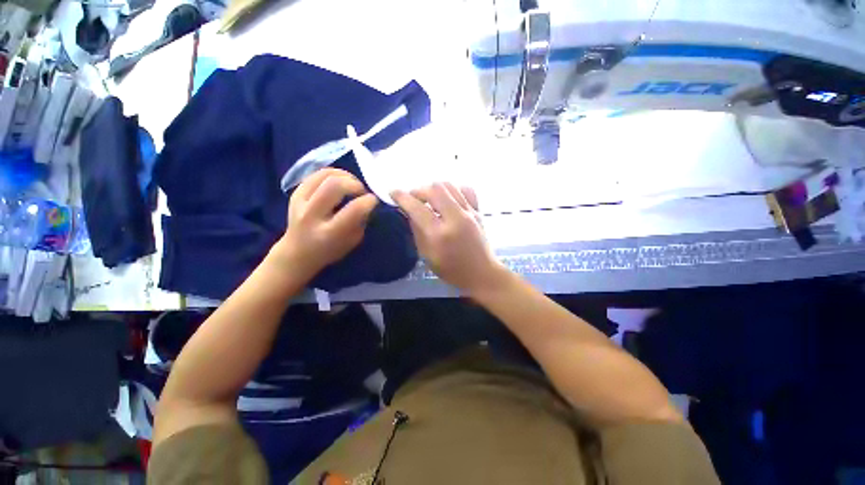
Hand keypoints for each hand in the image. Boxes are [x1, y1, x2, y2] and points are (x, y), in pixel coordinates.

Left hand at [273, 169, 377, 277]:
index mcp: (329, 233)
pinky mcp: (295, 193)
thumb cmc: (330, 250)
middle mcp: (312, 215)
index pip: (353, 210)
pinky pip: (316, 174)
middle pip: (335, 186)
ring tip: (352, 183)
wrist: (297, 253)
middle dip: (355, 184)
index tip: (374, 201)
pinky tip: (341, 180)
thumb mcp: (352, 242)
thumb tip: (368, 202)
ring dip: (345, 175)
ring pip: (325, 175)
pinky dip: (334, 173)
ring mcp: (300, 202)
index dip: (368, 201)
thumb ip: (361, 221)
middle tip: (362, 191)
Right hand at [392, 182, 505, 294]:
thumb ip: (416, 231)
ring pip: (449, 185)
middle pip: (435, 189)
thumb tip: (408, 211)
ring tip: (429, 198)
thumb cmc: (452, 270)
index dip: (402, 197)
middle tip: (413, 199)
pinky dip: (454, 190)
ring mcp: (470, 213)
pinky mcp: (478, 211)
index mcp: (440, 234)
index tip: (393, 192)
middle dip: (419, 190)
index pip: (417, 208)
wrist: (482, 273)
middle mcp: (455, 219)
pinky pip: (466, 190)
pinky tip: (448, 198)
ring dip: (434, 188)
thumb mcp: (427, 255)